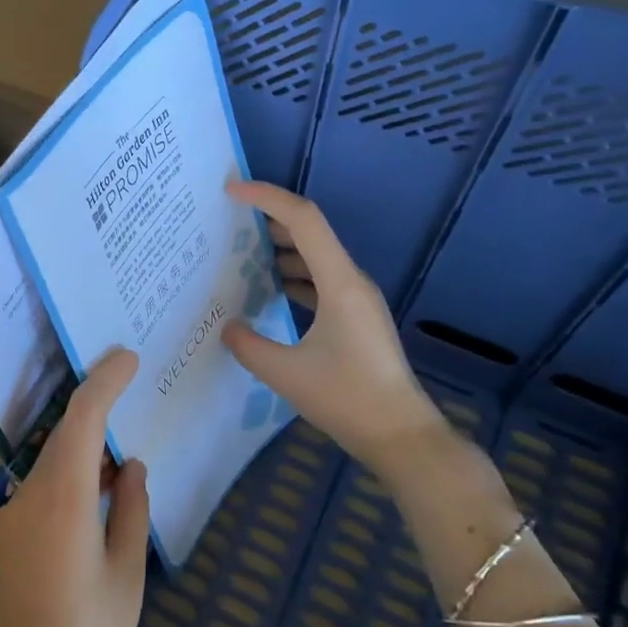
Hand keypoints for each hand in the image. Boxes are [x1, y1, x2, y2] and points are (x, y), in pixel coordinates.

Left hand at [0, 348, 149, 626]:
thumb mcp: (126, 571)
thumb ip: (130, 509)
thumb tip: (130, 466)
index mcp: (63, 498)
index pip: (82, 419)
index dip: (104, 382)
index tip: (128, 357)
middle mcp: (33, 494)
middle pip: (65, 431)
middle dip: (97, 401)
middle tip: (133, 380)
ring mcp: (20, 513)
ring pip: (55, 455)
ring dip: (87, 437)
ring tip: (127, 427)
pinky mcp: (18, 532)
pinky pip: (49, 481)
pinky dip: (76, 467)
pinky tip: (103, 477)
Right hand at [221, 179, 445, 463]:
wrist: (400, 435)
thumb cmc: (346, 398)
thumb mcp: (285, 373)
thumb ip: (248, 345)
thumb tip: (227, 326)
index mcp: (340, 282)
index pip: (303, 219)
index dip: (266, 197)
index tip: (231, 191)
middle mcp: (352, 281)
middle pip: (310, 232)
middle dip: (269, 218)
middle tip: (230, 220)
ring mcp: (358, 299)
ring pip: (316, 257)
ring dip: (281, 249)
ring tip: (243, 253)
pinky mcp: (357, 318)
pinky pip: (321, 281)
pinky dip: (294, 276)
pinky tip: (272, 291)